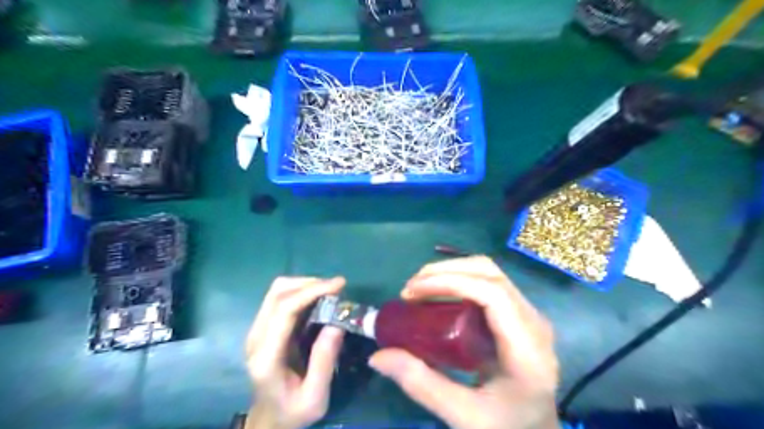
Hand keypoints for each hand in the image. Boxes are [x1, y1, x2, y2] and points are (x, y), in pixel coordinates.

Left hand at [245, 276, 346, 428]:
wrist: (269, 420)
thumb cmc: (293, 412)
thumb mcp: (315, 397)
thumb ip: (324, 361)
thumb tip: (337, 323)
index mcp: (266, 357)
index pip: (284, 310)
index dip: (311, 291)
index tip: (339, 285)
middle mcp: (256, 338)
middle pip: (278, 293)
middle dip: (310, 283)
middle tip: (338, 288)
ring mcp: (257, 331)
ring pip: (277, 291)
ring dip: (305, 285)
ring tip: (330, 292)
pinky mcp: (263, 328)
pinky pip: (280, 299)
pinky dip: (301, 292)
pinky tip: (318, 299)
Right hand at [368, 259, 558, 428]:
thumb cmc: (507, 428)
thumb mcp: (464, 416)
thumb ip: (422, 385)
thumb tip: (378, 356)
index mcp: (527, 349)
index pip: (492, 294)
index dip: (450, 282)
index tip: (411, 292)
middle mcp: (534, 322)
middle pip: (490, 273)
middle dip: (445, 271)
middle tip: (410, 289)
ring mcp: (529, 315)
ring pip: (490, 272)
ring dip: (452, 271)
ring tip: (420, 288)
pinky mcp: (520, 314)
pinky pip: (489, 283)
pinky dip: (460, 279)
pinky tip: (439, 294)